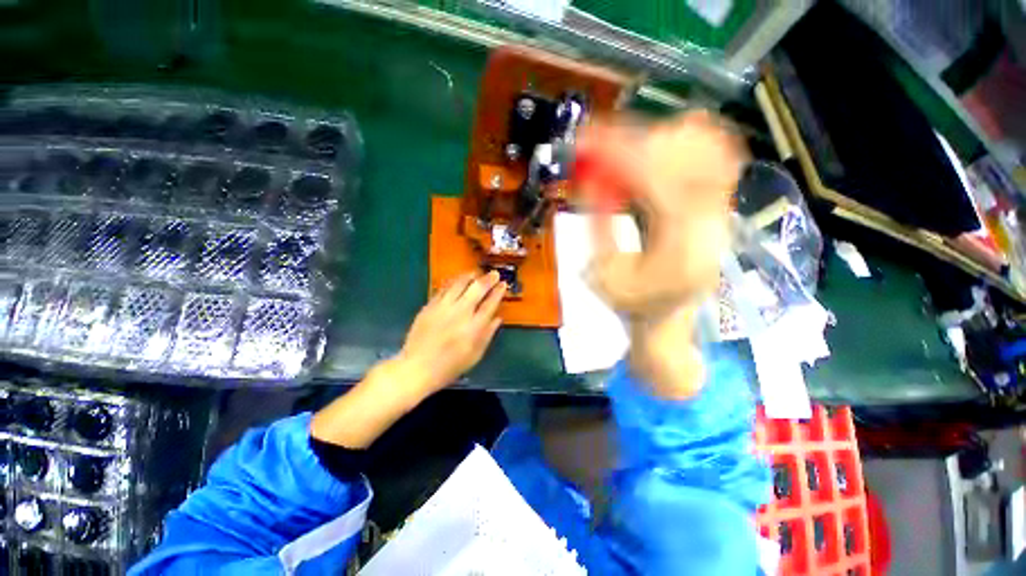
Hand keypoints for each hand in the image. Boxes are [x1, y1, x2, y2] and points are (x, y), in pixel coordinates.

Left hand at [311, 271, 504, 448]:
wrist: (417, 368)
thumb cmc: (450, 366)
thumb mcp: (475, 355)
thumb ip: (488, 334)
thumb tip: (498, 318)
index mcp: (474, 327)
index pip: (490, 303)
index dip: (498, 292)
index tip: (504, 284)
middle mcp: (460, 313)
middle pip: (477, 288)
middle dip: (488, 279)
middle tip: (495, 274)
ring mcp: (443, 307)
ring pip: (459, 283)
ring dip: (470, 276)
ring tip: (476, 273)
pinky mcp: (430, 306)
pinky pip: (443, 288)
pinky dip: (453, 282)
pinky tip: (457, 281)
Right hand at [575, 111, 746, 397]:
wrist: (665, 318)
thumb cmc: (629, 304)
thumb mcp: (601, 273)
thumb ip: (598, 226)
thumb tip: (589, 182)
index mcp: (678, 253)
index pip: (657, 187)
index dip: (622, 158)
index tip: (591, 140)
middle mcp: (710, 229)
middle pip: (684, 164)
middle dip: (636, 141)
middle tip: (599, 134)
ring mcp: (721, 218)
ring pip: (706, 157)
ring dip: (660, 140)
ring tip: (623, 138)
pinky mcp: (720, 212)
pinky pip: (718, 163)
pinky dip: (691, 144)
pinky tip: (666, 137)